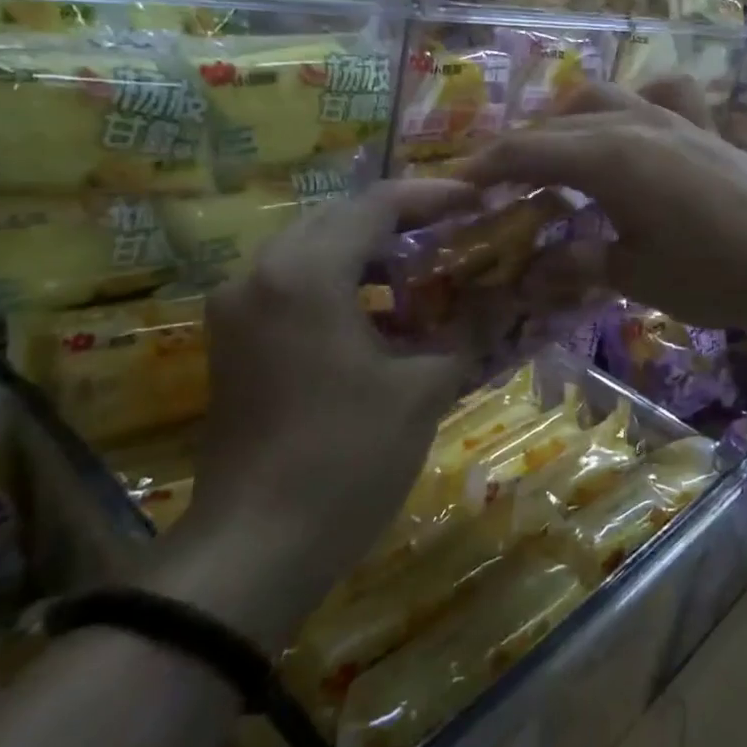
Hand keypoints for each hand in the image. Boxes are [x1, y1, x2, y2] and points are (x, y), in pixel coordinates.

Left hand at [150, 181, 473, 648]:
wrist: (254, 550)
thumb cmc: (347, 458)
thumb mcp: (424, 389)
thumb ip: (471, 330)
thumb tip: (513, 297)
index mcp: (307, 273)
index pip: (377, 204)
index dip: (434, 196)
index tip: (479, 200)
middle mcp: (262, 274)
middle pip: (340, 219)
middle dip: (402, 222)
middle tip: (456, 233)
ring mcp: (239, 308)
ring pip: (314, 252)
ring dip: (371, 255)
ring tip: (427, 275)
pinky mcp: (234, 341)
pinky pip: (294, 287)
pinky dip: (342, 287)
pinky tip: (384, 320)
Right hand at [457, 80, 746, 328]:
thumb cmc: (716, 269)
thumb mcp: (637, 276)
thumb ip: (580, 265)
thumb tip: (533, 274)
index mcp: (605, 158)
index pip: (526, 152)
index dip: (485, 168)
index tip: (458, 187)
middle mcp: (631, 124)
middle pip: (556, 124)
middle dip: (519, 150)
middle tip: (499, 184)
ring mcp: (671, 119)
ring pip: (600, 100)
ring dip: (565, 123)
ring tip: (555, 159)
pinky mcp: (703, 128)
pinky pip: (657, 98)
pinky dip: (631, 107)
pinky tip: (633, 131)